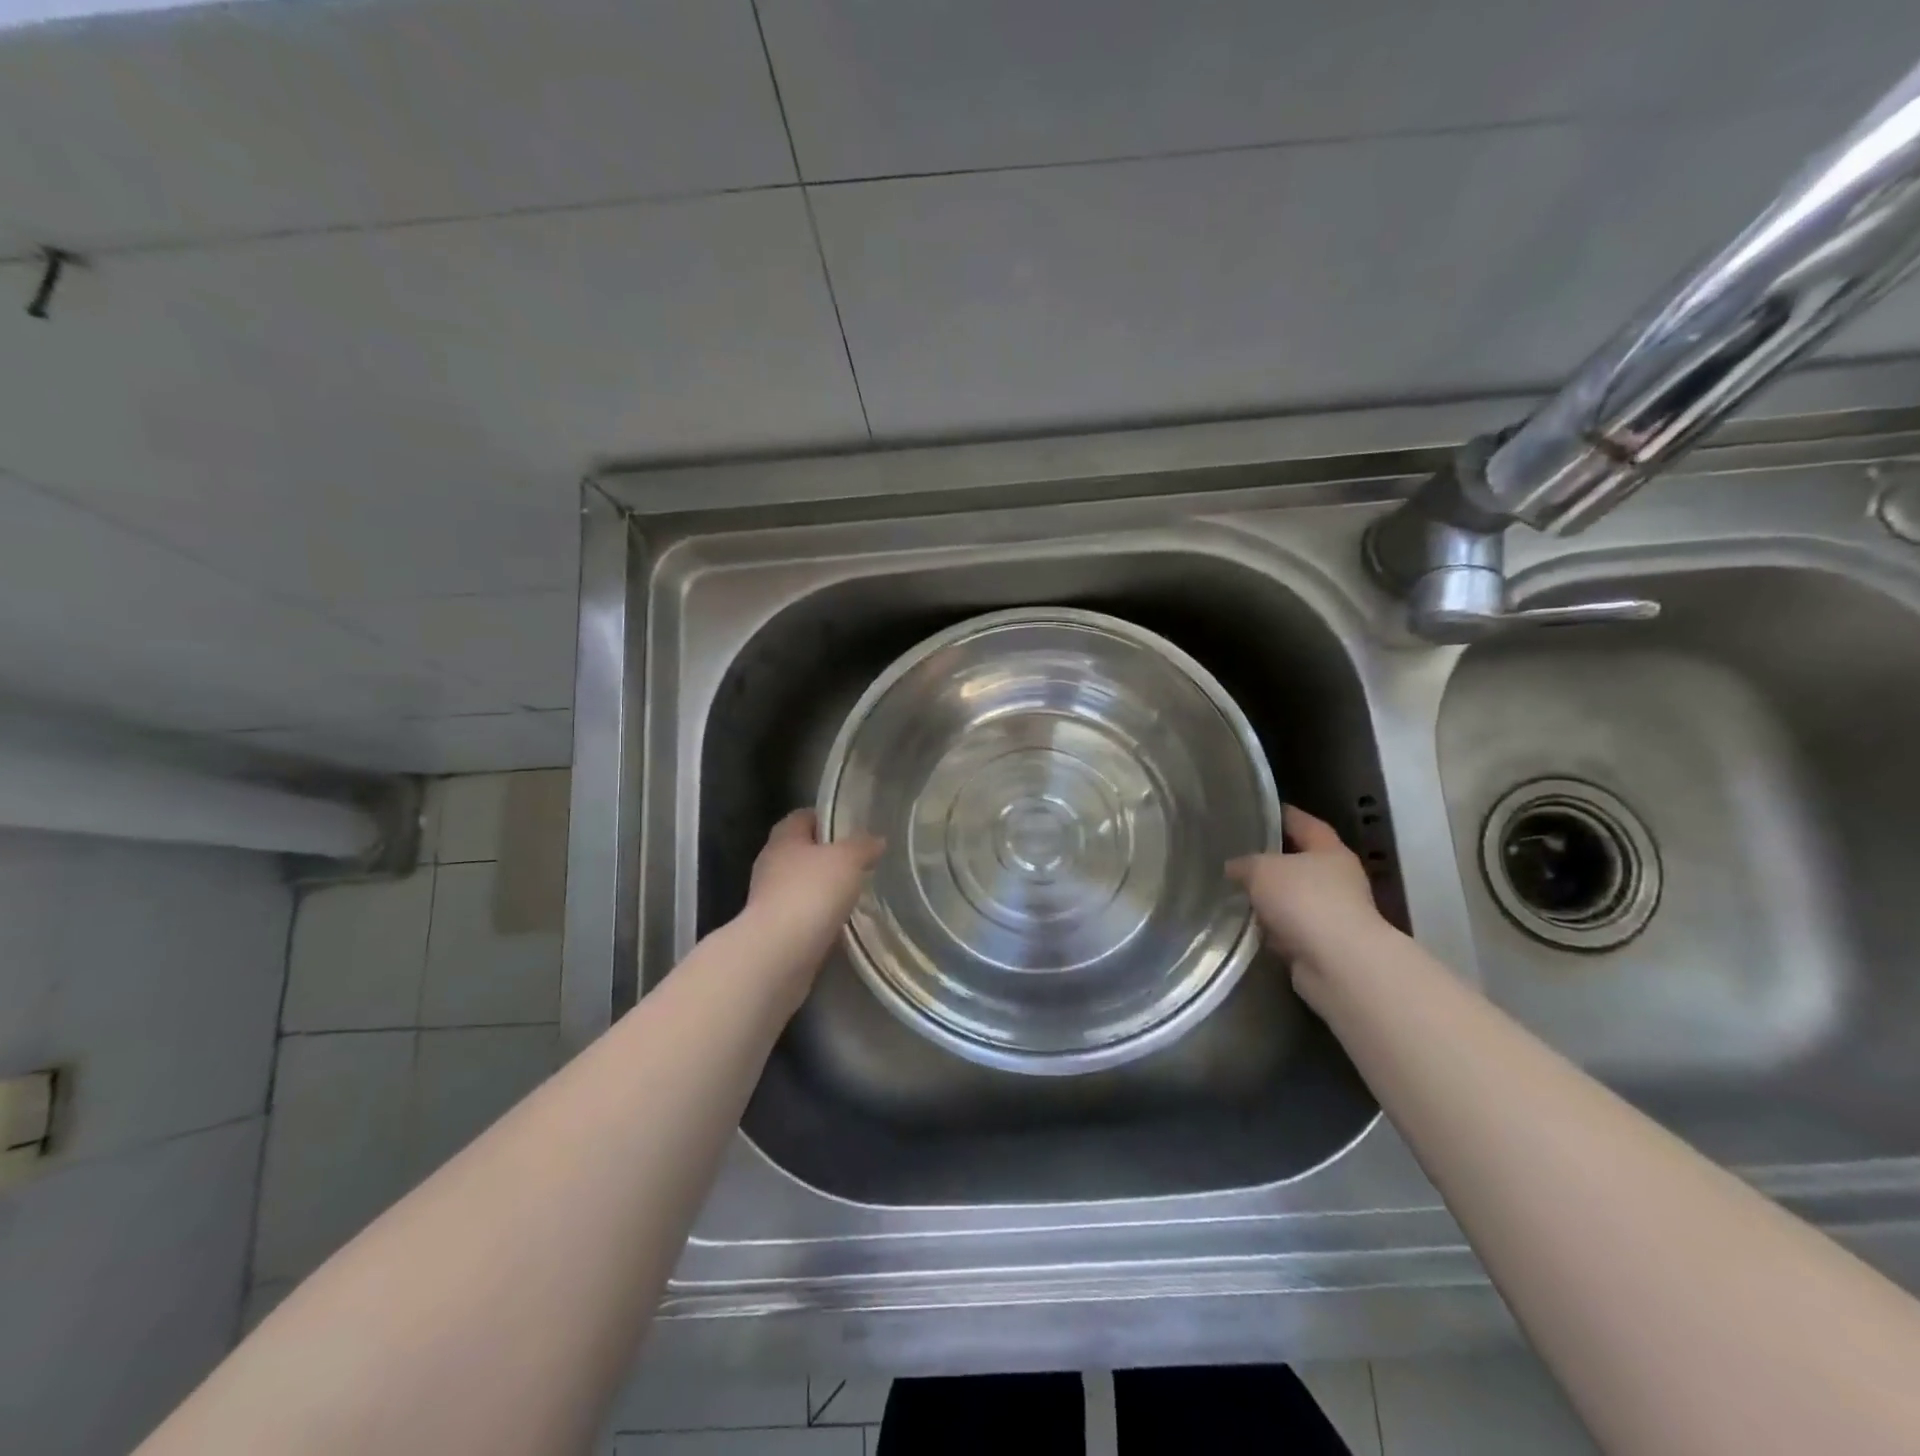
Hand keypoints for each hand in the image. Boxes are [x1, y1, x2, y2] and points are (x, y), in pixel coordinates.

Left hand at [742, 809, 884, 970]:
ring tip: (855, 892)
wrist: (779, 954)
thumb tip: (876, 840)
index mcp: (784, 839)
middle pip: (801, 851)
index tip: (852, 825)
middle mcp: (771, 865)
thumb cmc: (811, 892)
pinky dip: (820, 916)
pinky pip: (803, 915)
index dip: (825, 817)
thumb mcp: (847, 859)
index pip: (802, 817)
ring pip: (802, 885)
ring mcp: (770, 900)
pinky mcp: (775, 931)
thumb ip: (863, 846)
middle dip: (828, 855)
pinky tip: (842, 922)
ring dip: (824, 888)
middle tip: (860, 860)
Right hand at [1226, 806, 1391, 1004]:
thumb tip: (1234, 868)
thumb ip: (1244, 864)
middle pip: (1300, 863)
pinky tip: (1248, 927)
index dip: (1284, 815)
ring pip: (1293, 899)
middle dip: (1271, 861)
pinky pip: (1290, 929)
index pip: (1305, 824)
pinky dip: (1273, 929)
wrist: (1339, 964)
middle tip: (1237, 856)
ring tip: (1235, 894)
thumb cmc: (1305, 901)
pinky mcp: (1323, 946)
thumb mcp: (1262, 870)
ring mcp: (1333, 915)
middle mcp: (1337, 880)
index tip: (1261, 810)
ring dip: (1270, 900)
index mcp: (1330, 851)